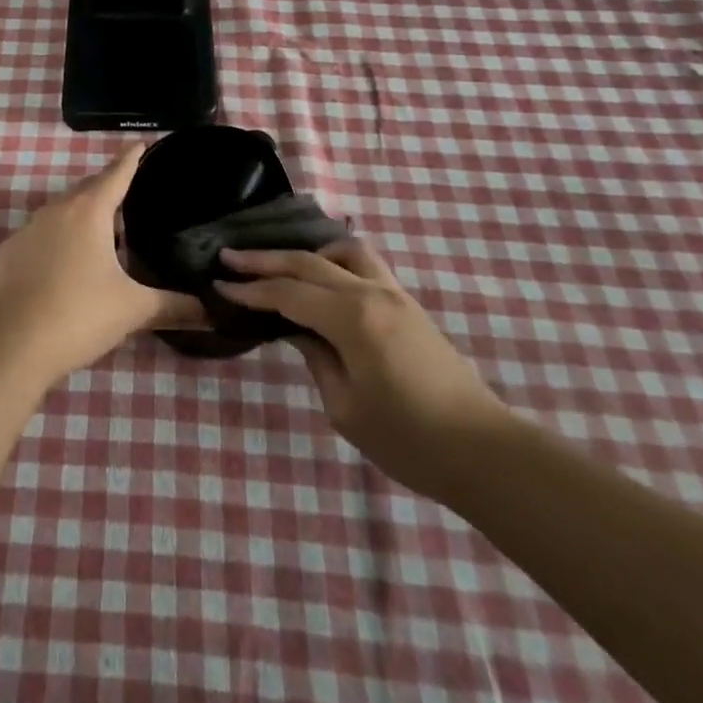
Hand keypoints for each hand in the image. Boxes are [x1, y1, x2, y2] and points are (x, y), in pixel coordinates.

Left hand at [0, 144, 205, 384]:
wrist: (13, 344)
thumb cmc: (80, 315)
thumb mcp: (133, 310)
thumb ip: (173, 307)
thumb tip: (212, 313)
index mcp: (89, 212)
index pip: (116, 174)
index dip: (131, 159)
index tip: (141, 143)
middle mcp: (55, 211)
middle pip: (86, 190)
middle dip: (106, 188)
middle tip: (126, 194)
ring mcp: (26, 231)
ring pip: (59, 213)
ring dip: (79, 217)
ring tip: (98, 234)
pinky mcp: (6, 254)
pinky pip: (36, 238)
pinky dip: (52, 243)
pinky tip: (60, 267)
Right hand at [214, 239, 507, 499]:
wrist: (483, 451)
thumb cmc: (408, 439)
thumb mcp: (345, 408)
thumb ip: (316, 358)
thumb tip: (297, 331)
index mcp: (351, 319)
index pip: (288, 293)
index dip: (250, 290)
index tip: (218, 285)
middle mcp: (371, 293)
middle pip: (308, 263)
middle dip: (265, 260)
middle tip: (229, 256)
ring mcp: (394, 294)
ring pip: (343, 251)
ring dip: (308, 252)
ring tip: (283, 266)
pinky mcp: (408, 304)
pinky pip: (364, 265)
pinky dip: (336, 262)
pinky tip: (324, 279)